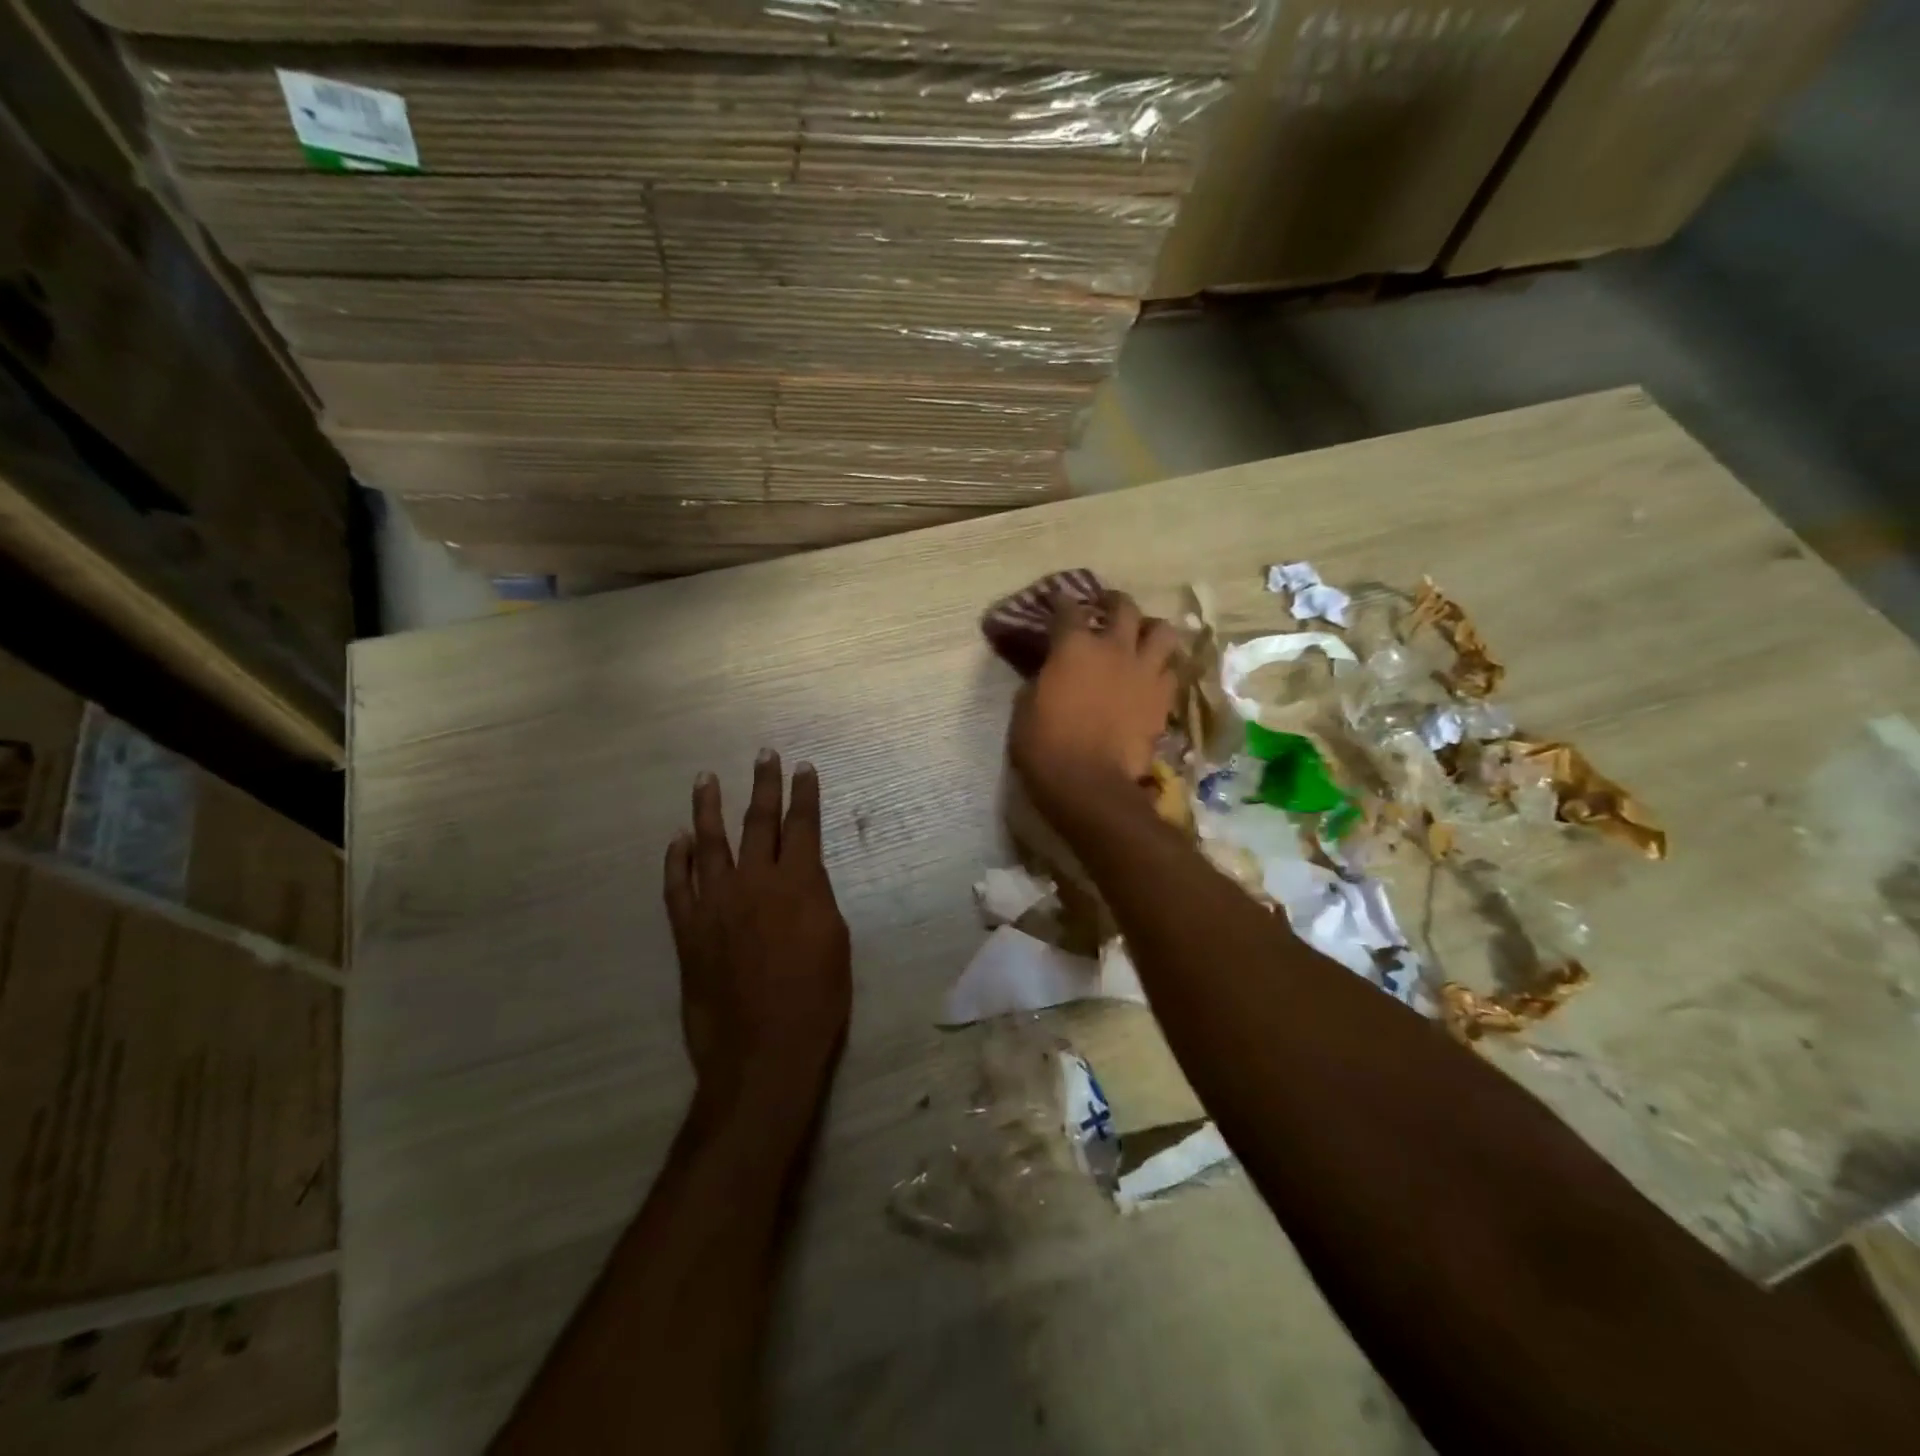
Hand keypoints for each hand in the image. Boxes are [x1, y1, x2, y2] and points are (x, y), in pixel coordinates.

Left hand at [664, 752, 851, 1122]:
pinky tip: (677, 840)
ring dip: (708, 808)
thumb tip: (801, 881)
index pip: (802, 826)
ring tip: (706, 779)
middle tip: (764, 756)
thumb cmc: (817, 1000)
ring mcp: (715, 904)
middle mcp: (754, 883)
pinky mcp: (688, 930)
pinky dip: (676, 860)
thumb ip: (816, 900)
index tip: (803, 768)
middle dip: (764, 785)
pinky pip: (677, 885)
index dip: (804, 794)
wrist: (763, 1051)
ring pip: (709, 843)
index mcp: (798, 884)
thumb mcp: (835, 942)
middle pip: (758, 822)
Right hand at [1009, 589, 1179, 810]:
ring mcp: (1144, 672)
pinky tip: (1154, 674)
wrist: (1089, 783)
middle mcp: (1114, 648)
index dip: (1061, 601)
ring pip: (1162, 631)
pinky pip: (1171, 671)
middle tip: (1106, 606)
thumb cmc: (1044, 745)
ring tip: (1143, 635)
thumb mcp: (1026, 706)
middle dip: (1113, 601)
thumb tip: (1051, 671)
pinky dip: (1163, 667)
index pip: (1068, 609)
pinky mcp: (1163, 699)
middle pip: (1124, 607)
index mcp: (1074, 646)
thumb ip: (1043, 678)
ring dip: (1151, 628)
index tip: (1057, 601)